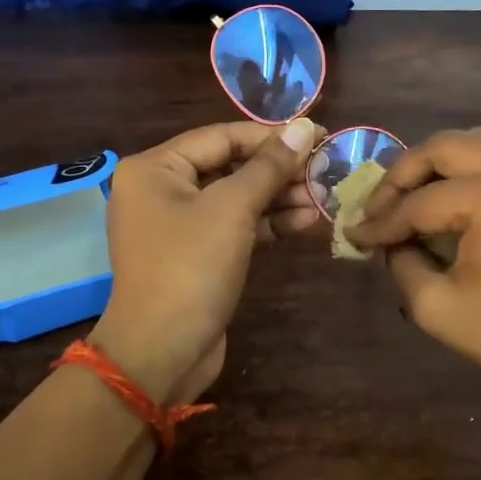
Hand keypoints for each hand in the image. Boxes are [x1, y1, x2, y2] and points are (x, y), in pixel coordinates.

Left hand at [90, 120, 320, 403]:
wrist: (161, 352)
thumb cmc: (191, 268)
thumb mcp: (232, 210)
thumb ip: (269, 166)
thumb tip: (305, 127)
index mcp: (155, 168)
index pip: (222, 137)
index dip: (272, 136)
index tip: (319, 136)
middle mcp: (160, 190)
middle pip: (229, 167)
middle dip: (278, 171)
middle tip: (326, 171)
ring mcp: (177, 225)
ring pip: (235, 199)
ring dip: (279, 198)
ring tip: (323, 197)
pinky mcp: (195, 255)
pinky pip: (234, 227)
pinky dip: (266, 224)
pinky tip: (306, 220)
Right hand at [347, 129, 480, 428]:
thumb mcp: (438, 309)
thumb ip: (401, 264)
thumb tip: (393, 241)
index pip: (420, 201)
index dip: (381, 221)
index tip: (353, 235)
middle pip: (446, 147)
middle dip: (404, 174)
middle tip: (379, 206)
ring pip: (479, 143)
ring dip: (439, 166)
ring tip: (412, 200)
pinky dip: (475, 170)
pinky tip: (457, 200)